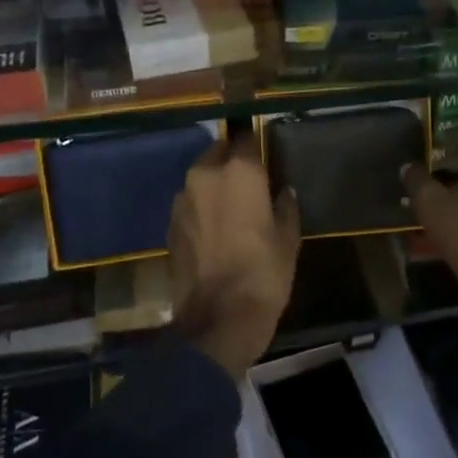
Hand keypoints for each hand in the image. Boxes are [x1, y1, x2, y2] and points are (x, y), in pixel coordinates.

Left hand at [169, 132, 301, 379]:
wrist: (218, 319)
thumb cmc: (263, 274)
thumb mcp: (288, 240)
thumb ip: (285, 207)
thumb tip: (283, 193)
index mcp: (239, 172)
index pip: (246, 139)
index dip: (255, 146)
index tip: (264, 157)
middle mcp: (205, 175)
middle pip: (218, 153)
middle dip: (231, 161)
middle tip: (248, 182)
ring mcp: (182, 199)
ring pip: (200, 178)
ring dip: (214, 185)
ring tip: (230, 208)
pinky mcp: (169, 224)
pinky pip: (189, 204)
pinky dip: (201, 208)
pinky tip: (213, 230)